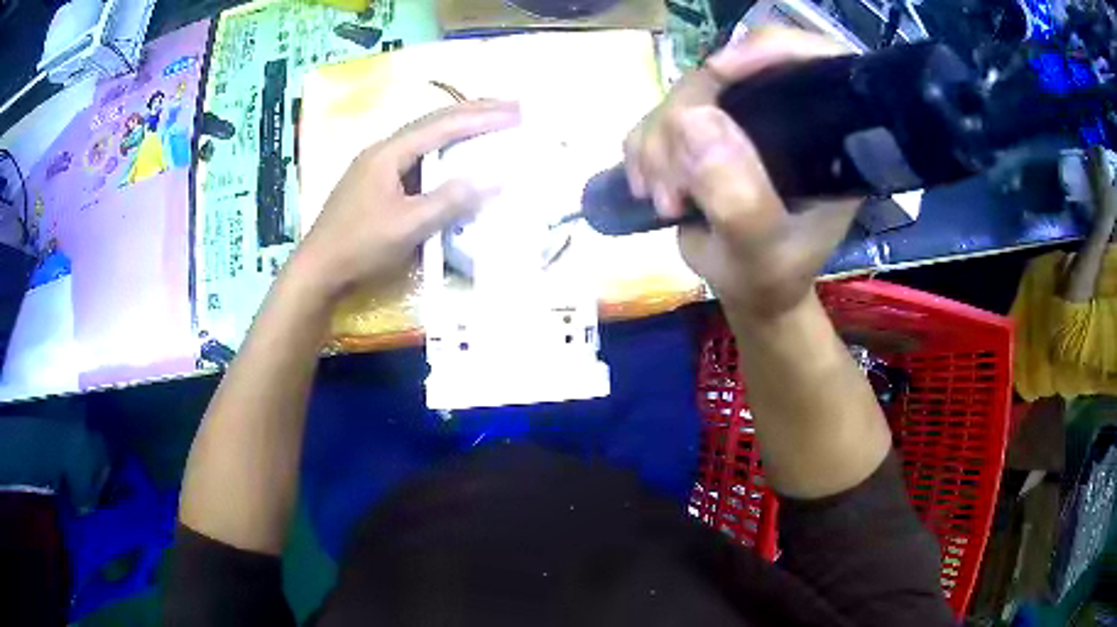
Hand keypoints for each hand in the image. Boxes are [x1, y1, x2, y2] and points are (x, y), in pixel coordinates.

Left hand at [290, 100, 520, 302]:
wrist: (317, 270)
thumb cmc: (360, 247)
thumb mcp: (408, 226)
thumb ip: (450, 200)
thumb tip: (495, 178)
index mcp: (388, 152)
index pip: (443, 125)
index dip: (482, 117)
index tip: (517, 112)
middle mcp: (382, 150)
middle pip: (433, 122)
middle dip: (474, 112)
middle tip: (512, 107)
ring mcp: (377, 165)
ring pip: (424, 136)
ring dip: (459, 127)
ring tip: (490, 122)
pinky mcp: (376, 182)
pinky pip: (417, 156)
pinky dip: (443, 149)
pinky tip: (454, 154)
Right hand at [624, 28, 856, 318]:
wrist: (749, 291)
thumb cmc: (770, 279)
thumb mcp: (762, 255)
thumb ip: (739, 200)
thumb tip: (691, 119)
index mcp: (827, 136)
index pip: (810, 61)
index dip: (767, 49)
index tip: (718, 71)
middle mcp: (786, 115)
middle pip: (729, 73)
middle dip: (686, 121)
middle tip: (673, 189)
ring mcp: (742, 118)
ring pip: (684, 92)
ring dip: (658, 145)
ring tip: (665, 201)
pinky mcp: (705, 128)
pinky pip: (659, 115)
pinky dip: (644, 150)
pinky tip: (649, 188)